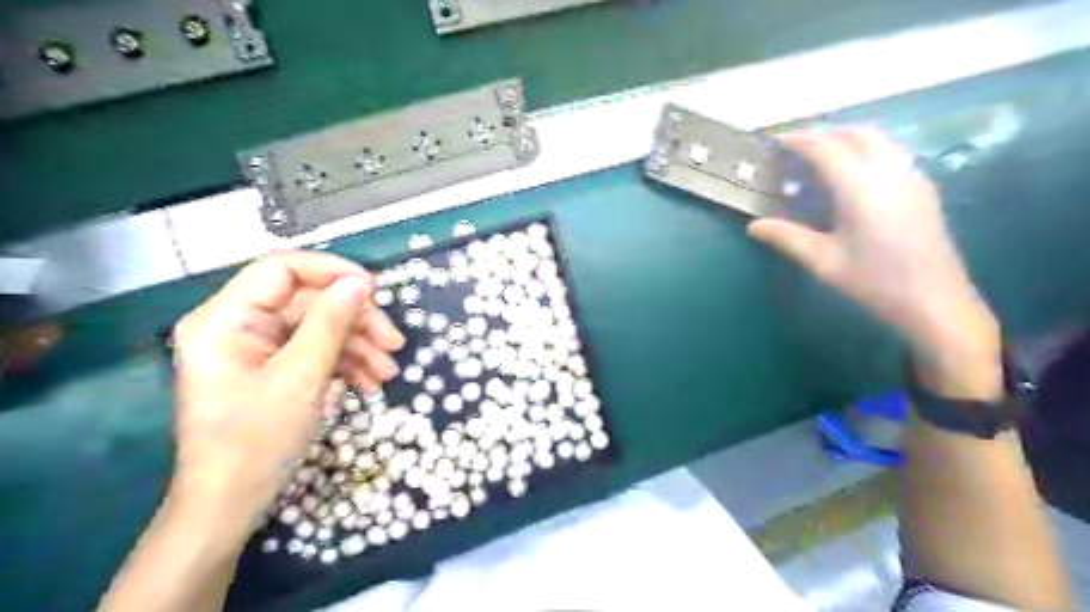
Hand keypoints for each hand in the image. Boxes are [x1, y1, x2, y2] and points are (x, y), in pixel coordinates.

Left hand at [166, 251, 405, 532]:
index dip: (332, 272)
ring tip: (387, 373)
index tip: (375, 290)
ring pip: (319, 327)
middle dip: (355, 321)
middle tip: (394, 343)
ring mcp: (257, 348)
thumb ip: (330, 323)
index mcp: (226, 319)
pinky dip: (345, 364)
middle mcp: (239, 325)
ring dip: (358, 346)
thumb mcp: (301, 379)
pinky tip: (368, 384)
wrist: (230, 506)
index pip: (283, 269)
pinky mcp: (273, 368)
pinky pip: (315, 351)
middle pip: (309, 302)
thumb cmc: (255, 442)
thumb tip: (360, 283)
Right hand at [755, 128, 998, 396]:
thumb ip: (787, 237)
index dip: (799, 140)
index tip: (777, 141)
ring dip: (847, 139)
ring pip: (878, 140)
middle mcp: (890, 171)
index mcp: (861, 186)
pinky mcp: (923, 188)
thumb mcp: (823, 261)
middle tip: (796, 149)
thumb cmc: (874, 282)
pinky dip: (865, 151)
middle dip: (824, 134)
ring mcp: (912, 176)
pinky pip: (891, 153)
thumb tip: (754, 226)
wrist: (935, 301)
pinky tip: (851, 176)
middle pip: (855, 134)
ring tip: (821, 158)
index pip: (826, 148)